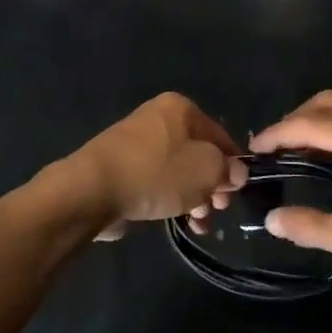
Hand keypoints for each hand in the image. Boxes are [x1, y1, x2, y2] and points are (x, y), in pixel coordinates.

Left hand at [64, 93, 245, 241]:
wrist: (93, 190)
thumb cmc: (157, 173)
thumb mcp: (206, 170)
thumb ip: (228, 170)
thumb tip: (235, 172)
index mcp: (180, 108)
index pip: (220, 135)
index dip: (234, 164)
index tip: (238, 193)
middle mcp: (159, 119)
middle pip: (199, 153)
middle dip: (213, 184)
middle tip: (218, 209)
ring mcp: (138, 144)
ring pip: (179, 171)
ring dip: (195, 197)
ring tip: (199, 223)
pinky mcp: (123, 168)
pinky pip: (157, 182)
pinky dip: (171, 199)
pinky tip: (181, 222)